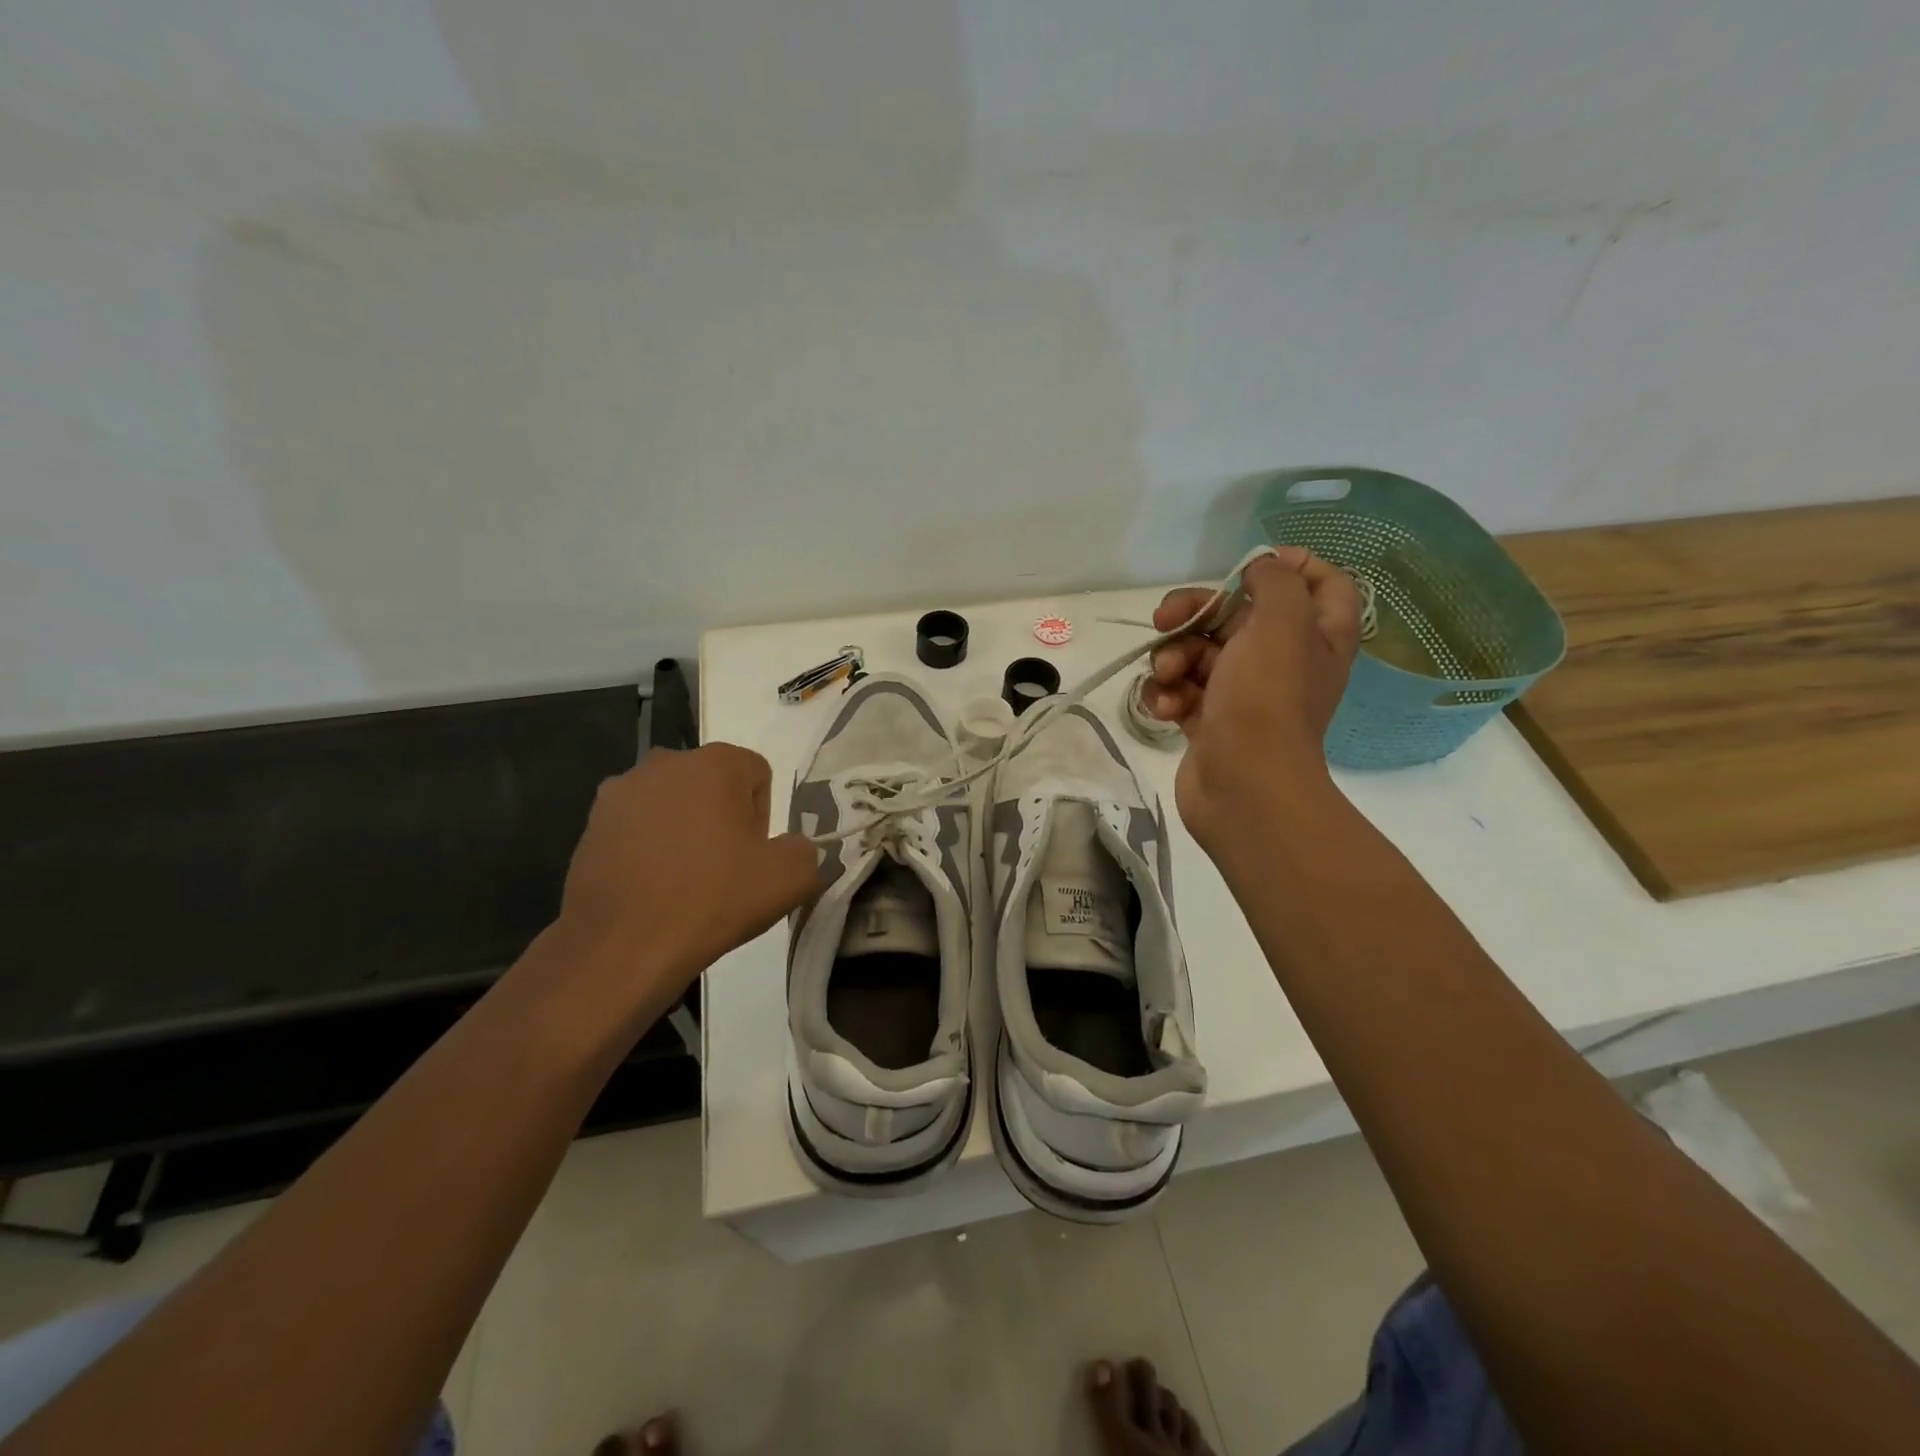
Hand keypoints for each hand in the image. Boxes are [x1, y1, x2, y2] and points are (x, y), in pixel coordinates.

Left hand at [548, 744, 820, 1022]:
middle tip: (723, 869)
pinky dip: (649, 848)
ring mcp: (621, 791)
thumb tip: (792, 848)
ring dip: (684, 830)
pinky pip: (637, 827)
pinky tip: (651, 888)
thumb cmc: (711, 900)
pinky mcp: (591, 824)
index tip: (752, 856)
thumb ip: (805, 850)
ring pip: (673, 804)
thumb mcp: (790, 879)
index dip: (763, 817)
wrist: (621, 947)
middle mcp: (665, 762)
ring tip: (684, 881)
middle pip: (713, 784)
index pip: (758, 774)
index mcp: (715, 763)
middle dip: (722, 818)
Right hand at [1145, 547, 1362, 851]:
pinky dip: (1166, 694)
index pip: (1325, 584)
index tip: (1249, 567)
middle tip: (1164, 619)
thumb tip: (1263, 567)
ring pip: (1199, 652)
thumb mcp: (1282, 623)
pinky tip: (1162, 707)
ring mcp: (1243, 693)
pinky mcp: (1209, 721)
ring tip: (1165, 677)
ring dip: (1172, 658)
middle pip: (1237, 614)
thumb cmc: (1266, 700)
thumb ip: (1276, 582)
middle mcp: (1283, 660)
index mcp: (1316, 635)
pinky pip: (1181, 690)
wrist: (1242, 786)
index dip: (1293, 566)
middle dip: (1194, 612)